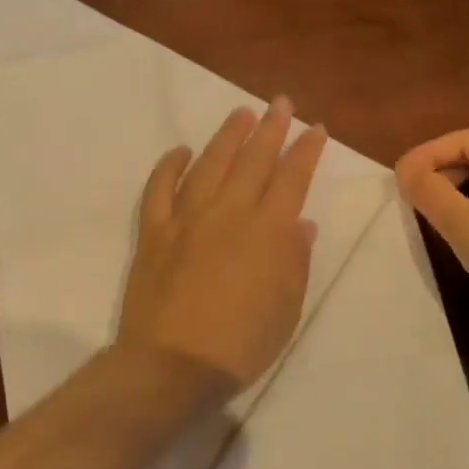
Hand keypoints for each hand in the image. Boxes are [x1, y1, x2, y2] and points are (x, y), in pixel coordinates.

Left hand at [117, 97, 327, 388]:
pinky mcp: (153, 232)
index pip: (291, 178)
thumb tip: (300, 223)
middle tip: (280, 103)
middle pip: (252, 160)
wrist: (173, 365)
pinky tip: (180, 150)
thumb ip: (294, 261)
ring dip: (227, 136)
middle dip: (270, 128)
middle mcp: (228, 213)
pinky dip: (168, 166)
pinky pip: (159, 188)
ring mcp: (186, 219)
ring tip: (240, 113)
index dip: (305, 151)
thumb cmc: (241, 345)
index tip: (315, 129)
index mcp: (267, 232)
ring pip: (209, 164)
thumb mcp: (286, 309)